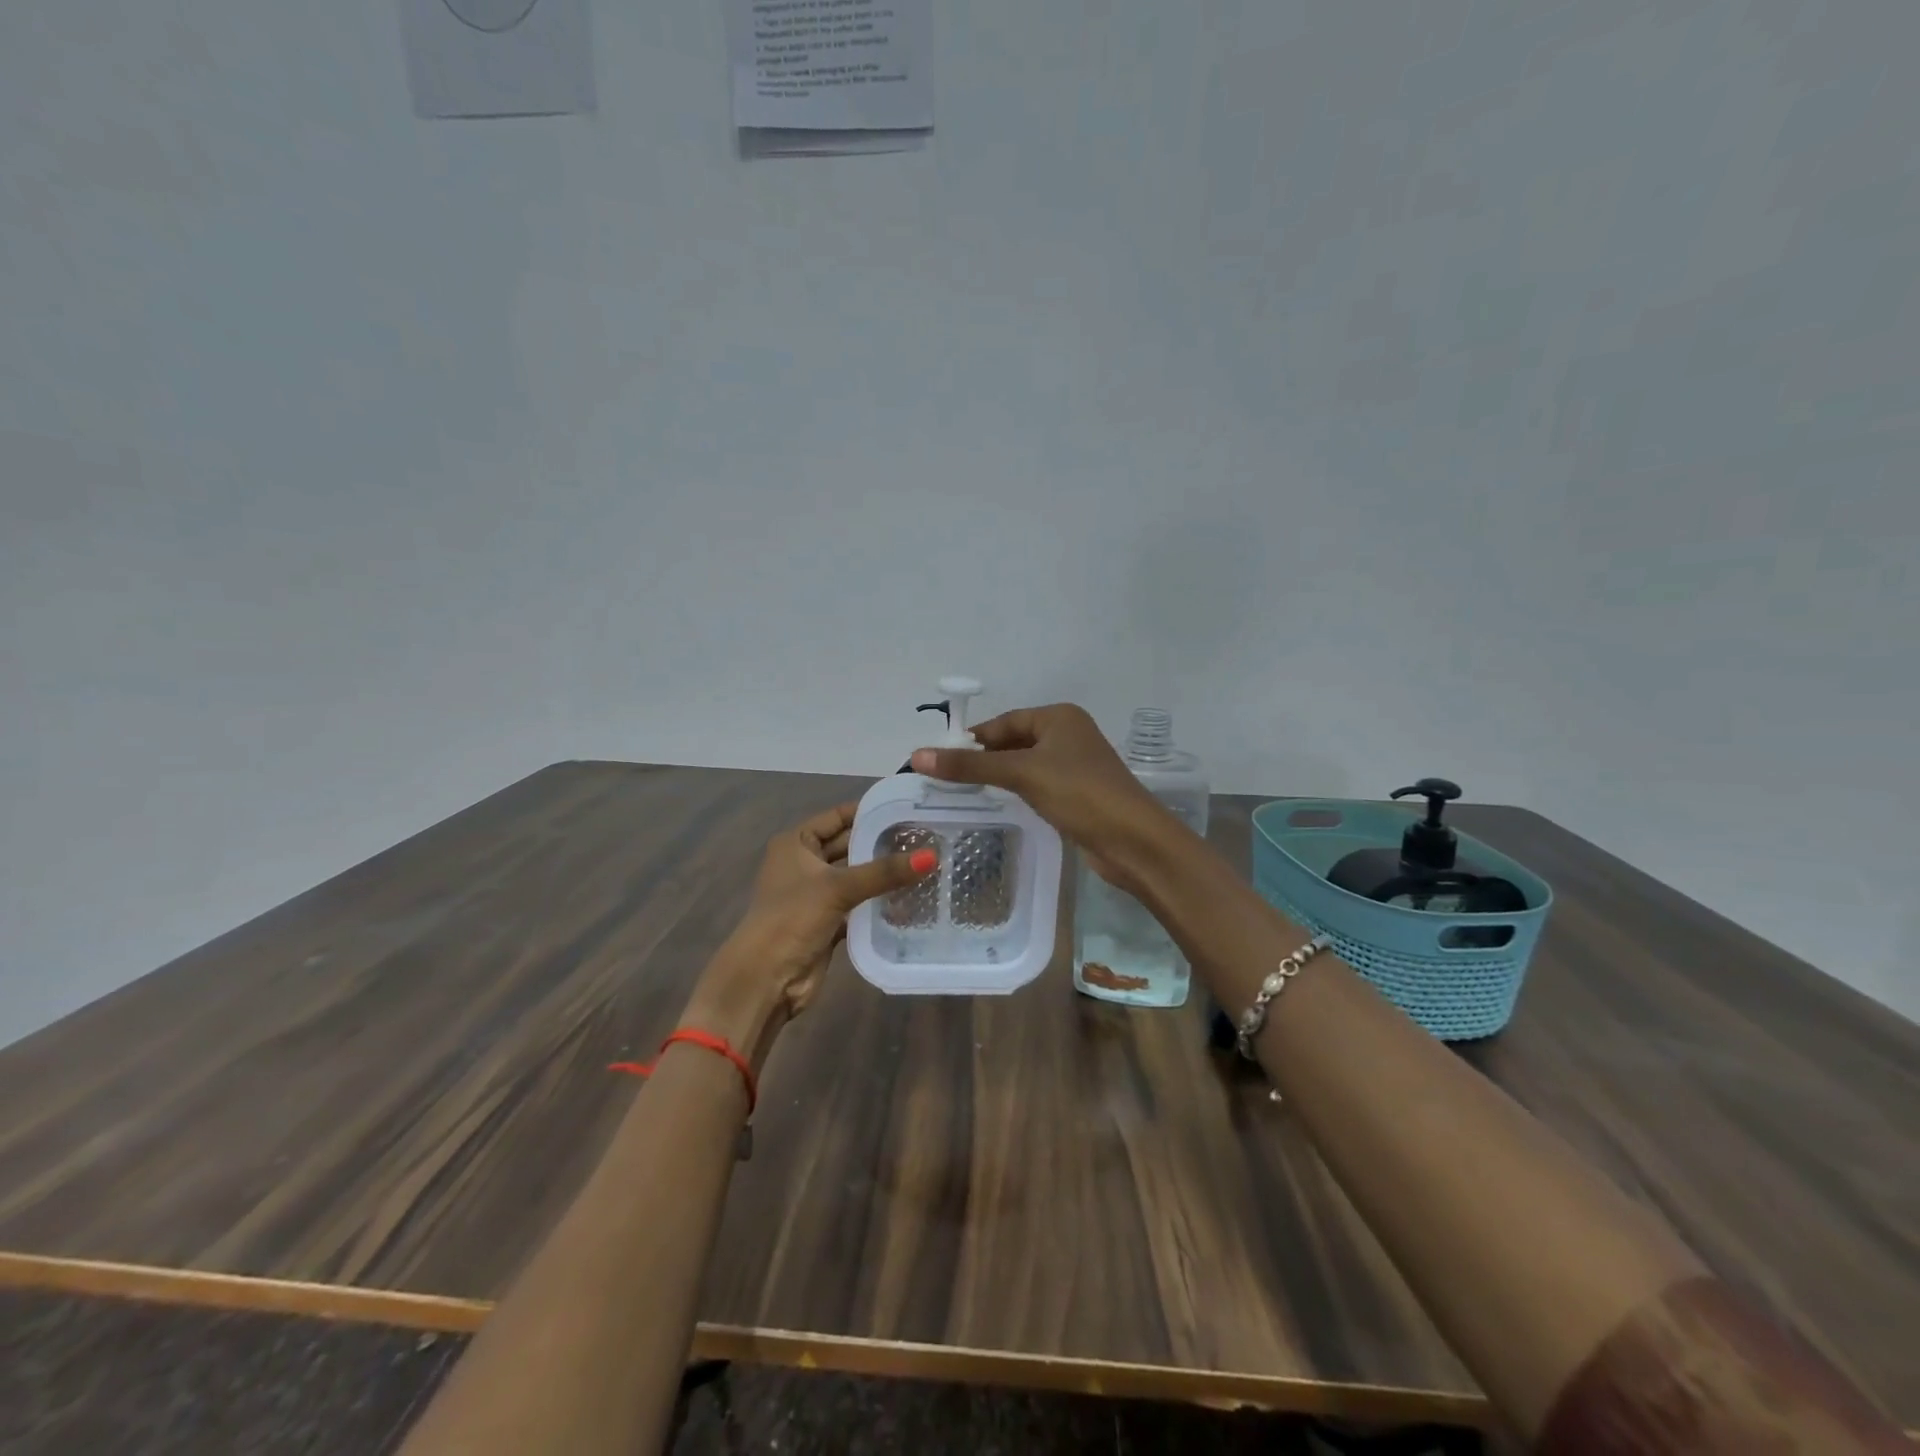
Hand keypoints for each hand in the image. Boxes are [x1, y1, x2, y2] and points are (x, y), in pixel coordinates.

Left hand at [683, 803, 927, 1068]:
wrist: (766, 979)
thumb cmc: (792, 919)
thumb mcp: (838, 888)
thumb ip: (884, 872)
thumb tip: (932, 855)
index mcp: (796, 842)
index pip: (839, 817)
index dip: (871, 812)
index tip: (909, 809)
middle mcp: (804, 863)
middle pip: (849, 846)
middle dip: (882, 844)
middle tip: (925, 837)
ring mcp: (816, 894)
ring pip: (856, 876)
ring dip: (883, 874)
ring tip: (925, 863)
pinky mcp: (827, 921)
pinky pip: (859, 904)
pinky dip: (879, 902)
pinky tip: (911, 897)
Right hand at [910, 704, 1174, 892]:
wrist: (1134, 840)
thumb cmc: (1080, 793)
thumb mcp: (1021, 774)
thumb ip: (970, 766)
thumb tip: (916, 756)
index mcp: (1059, 717)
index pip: (1003, 722)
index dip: (971, 739)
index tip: (938, 759)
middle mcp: (1068, 735)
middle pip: (1013, 742)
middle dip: (982, 760)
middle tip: (945, 779)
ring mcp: (1075, 766)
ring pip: (1024, 766)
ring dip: (997, 777)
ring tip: (962, 793)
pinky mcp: (1078, 794)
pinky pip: (1037, 785)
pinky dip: (1016, 792)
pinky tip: (997, 805)